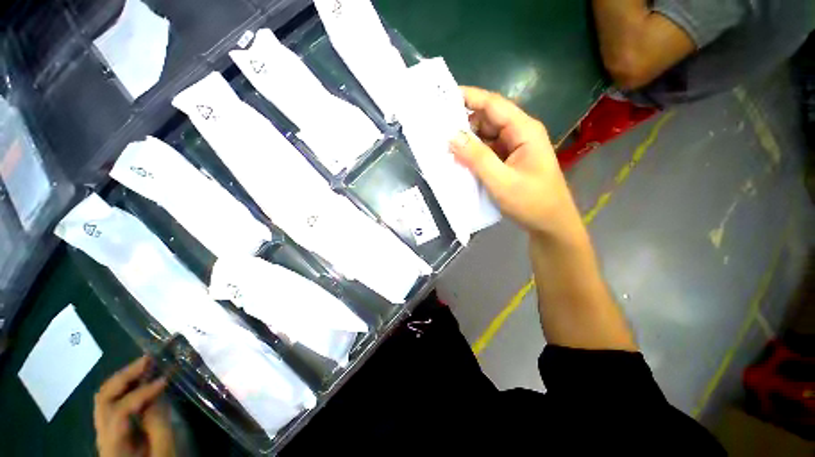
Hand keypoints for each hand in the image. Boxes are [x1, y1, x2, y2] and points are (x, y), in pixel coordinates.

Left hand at [94, 356, 174, 456]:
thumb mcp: (164, 451)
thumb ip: (159, 425)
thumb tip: (157, 395)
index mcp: (113, 444)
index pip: (120, 411)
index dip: (142, 392)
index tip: (166, 378)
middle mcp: (101, 433)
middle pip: (103, 398)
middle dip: (125, 376)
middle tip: (149, 359)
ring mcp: (104, 430)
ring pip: (105, 397)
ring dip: (124, 378)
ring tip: (145, 364)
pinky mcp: (111, 428)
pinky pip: (112, 402)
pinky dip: (125, 387)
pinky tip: (140, 380)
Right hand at [449, 87, 582, 239]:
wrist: (550, 224)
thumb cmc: (531, 202)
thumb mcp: (501, 181)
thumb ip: (477, 158)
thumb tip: (451, 136)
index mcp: (524, 131)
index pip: (493, 104)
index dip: (469, 97)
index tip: (443, 95)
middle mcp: (519, 134)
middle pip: (488, 119)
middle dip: (463, 121)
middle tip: (437, 127)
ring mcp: (514, 148)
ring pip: (485, 136)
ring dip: (466, 140)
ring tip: (442, 144)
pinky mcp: (508, 161)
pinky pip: (487, 151)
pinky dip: (472, 154)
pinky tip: (458, 159)